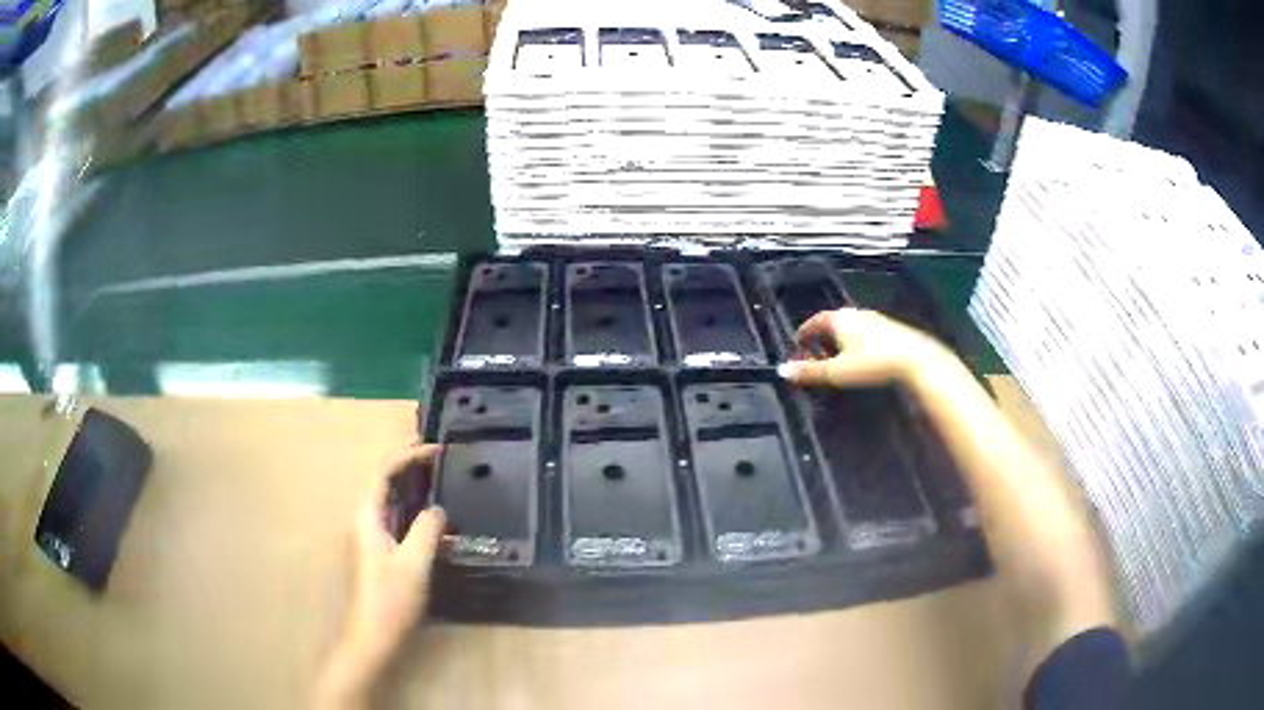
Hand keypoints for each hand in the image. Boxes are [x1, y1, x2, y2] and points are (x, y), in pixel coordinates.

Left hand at [316, 444, 446, 709]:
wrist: (373, 637)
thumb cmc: (390, 599)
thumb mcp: (414, 563)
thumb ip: (427, 530)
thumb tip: (438, 509)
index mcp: (367, 517)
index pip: (383, 472)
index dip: (408, 456)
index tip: (437, 449)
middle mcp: (365, 521)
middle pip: (383, 481)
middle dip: (407, 463)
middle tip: (438, 453)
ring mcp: (371, 538)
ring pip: (390, 500)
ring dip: (410, 483)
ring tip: (437, 475)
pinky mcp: (380, 553)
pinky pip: (396, 518)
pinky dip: (413, 506)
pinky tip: (430, 515)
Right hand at [777, 308, 950, 387]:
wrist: (914, 359)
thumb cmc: (872, 363)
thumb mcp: (837, 371)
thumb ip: (810, 371)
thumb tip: (782, 370)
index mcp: (839, 319)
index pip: (815, 320)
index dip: (804, 331)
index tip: (797, 341)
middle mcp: (856, 314)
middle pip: (833, 322)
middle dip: (822, 336)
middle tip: (815, 352)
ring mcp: (875, 320)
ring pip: (850, 327)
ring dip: (840, 339)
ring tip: (836, 356)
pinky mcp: (890, 329)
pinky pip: (864, 332)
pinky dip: (855, 342)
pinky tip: (860, 357)